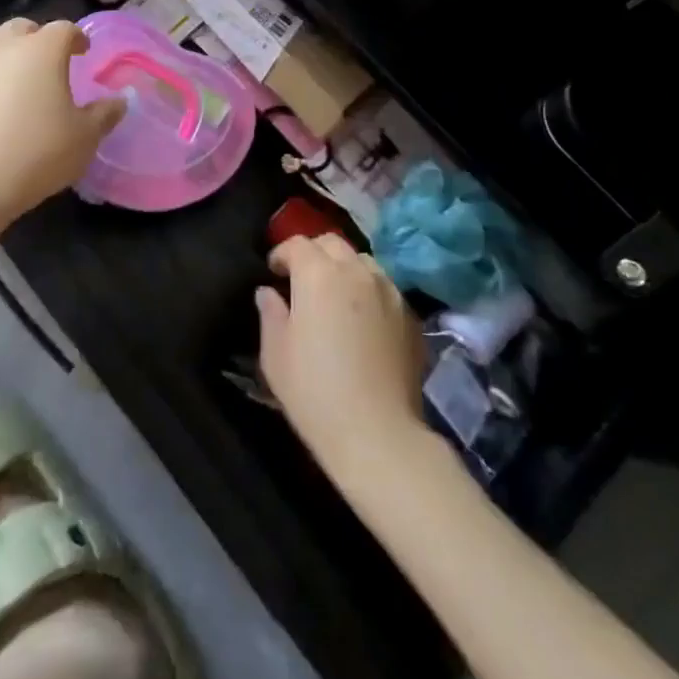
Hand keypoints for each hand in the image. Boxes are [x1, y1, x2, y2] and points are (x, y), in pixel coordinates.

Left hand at [0, 18, 125, 227]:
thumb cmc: (38, 152)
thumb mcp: (85, 137)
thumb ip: (105, 114)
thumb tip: (119, 101)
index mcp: (42, 50)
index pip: (64, 29)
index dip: (77, 38)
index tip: (85, 52)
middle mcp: (6, 48)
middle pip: (24, 28)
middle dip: (40, 38)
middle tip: (54, 63)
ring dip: (14, 57)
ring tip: (27, 86)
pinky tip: (2, 108)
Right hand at [257, 234, 426, 473]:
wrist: (378, 435)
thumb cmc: (314, 392)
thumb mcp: (275, 354)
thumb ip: (270, 313)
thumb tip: (268, 292)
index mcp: (318, 274)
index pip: (297, 244)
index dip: (281, 253)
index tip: (273, 272)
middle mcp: (356, 271)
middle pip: (332, 243)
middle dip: (314, 253)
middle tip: (302, 279)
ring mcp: (388, 291)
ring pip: (362, 261)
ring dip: (344, 268)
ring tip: (336, 296)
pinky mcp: (410, 315)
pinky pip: (384, 288)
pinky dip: (369, 292)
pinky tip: (363, 321)